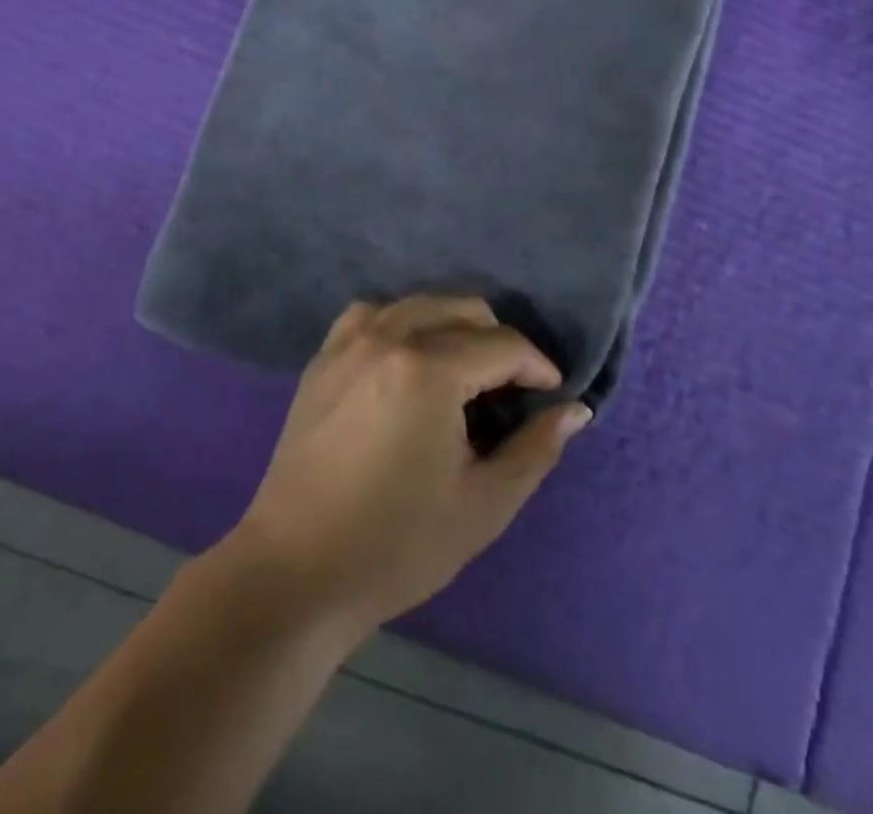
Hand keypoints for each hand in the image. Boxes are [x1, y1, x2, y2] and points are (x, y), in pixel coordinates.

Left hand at [224, 296, 591, 640]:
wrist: (297, 569)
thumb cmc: (398, 544)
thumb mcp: (484, 504)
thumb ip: (535, 449)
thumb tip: (576, 410)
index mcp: (429, 369)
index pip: (502, 344)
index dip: (537, 366)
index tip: (551, 392)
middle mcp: (388, 337)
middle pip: (462, 308)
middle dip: (498, 339)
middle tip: (510, 387)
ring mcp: (349, 342)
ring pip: (418, 303)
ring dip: (452, 325)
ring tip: (464, 370)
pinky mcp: (323, 357)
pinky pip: (373, 314)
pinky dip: (402, 322)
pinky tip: (408, 358)